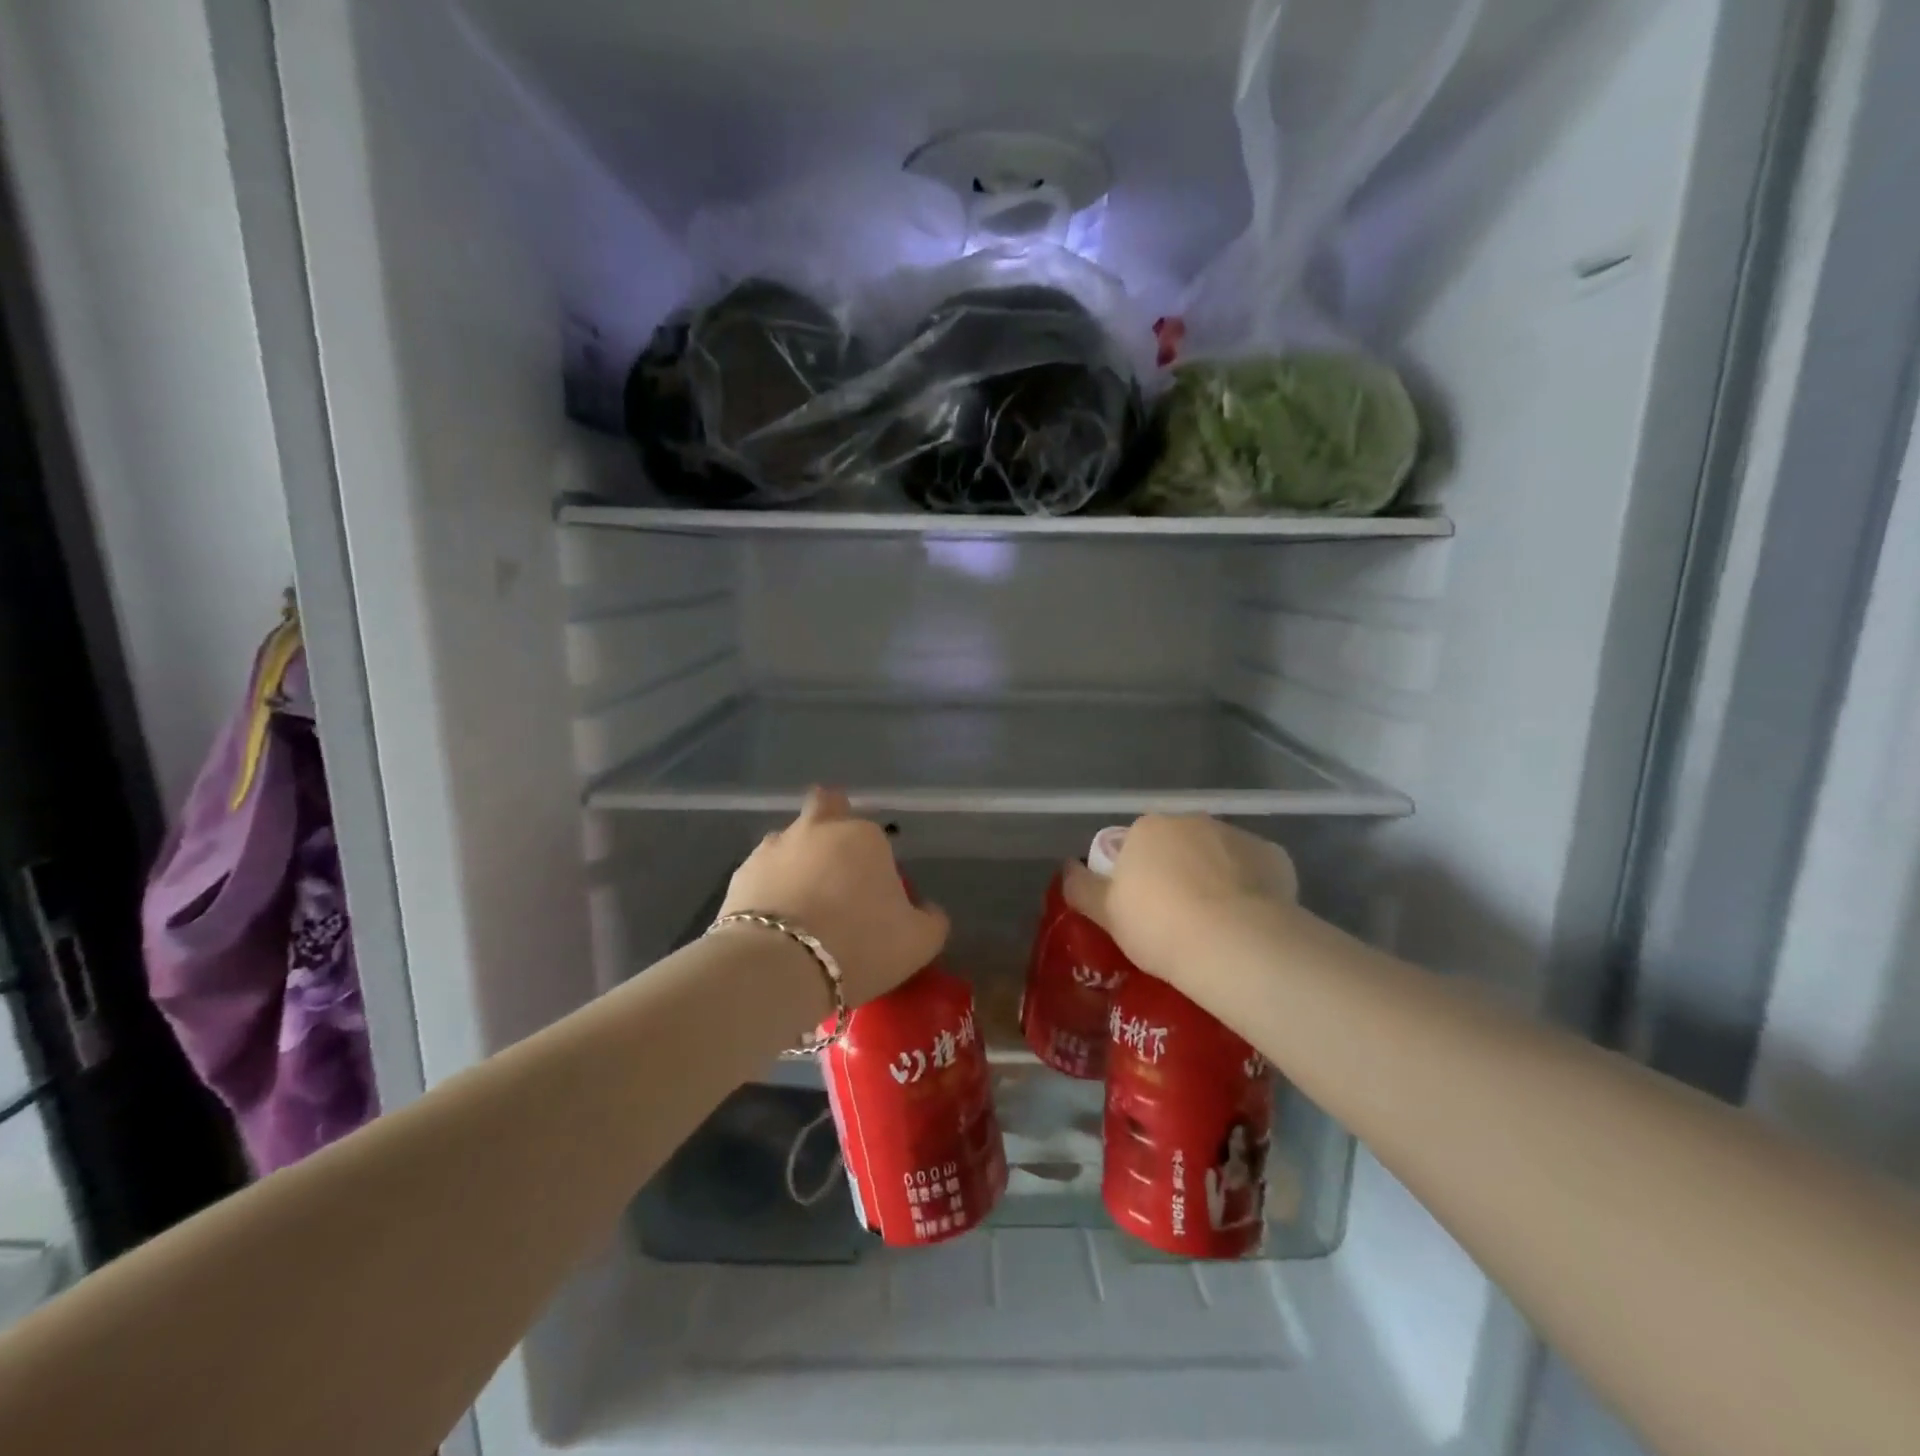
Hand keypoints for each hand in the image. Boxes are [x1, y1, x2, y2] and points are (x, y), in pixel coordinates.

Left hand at [720, 788, 949, 1007]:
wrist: (777, 967)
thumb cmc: (859, 945)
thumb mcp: (919, 942)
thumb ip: (931, 919)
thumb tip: (927, 910)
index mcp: (864, 836)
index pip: (875, 834)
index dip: (877, 861)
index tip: (876, 895)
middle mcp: (818, 829)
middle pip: (825, 807)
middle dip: (831, 824)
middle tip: (837, 869)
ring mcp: (774, 847)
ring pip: (790, 840)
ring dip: (797, 860)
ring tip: (801, 904)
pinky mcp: (740, 874)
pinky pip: (762, 873)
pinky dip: (769, 889)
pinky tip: (775, 922)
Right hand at [1063, 815, 1297, 990]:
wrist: (1235, 944)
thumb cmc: (1159, 926)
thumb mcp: (1106, 914)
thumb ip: (1082, 887)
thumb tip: (1067, 867)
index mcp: (1148, 829)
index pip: (1136, 845)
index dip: (1138, 877)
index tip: (1143, 910)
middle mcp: (1192, 821)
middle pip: (1179, 845)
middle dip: (1178, 872)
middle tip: (1178, 918)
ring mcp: (1237, 835)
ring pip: (1218, 856)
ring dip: (1215, 878)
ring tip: (1217, 925)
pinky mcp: (1274, 856)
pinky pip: (1254, 871)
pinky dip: (1250, 889)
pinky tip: (1248, 921)